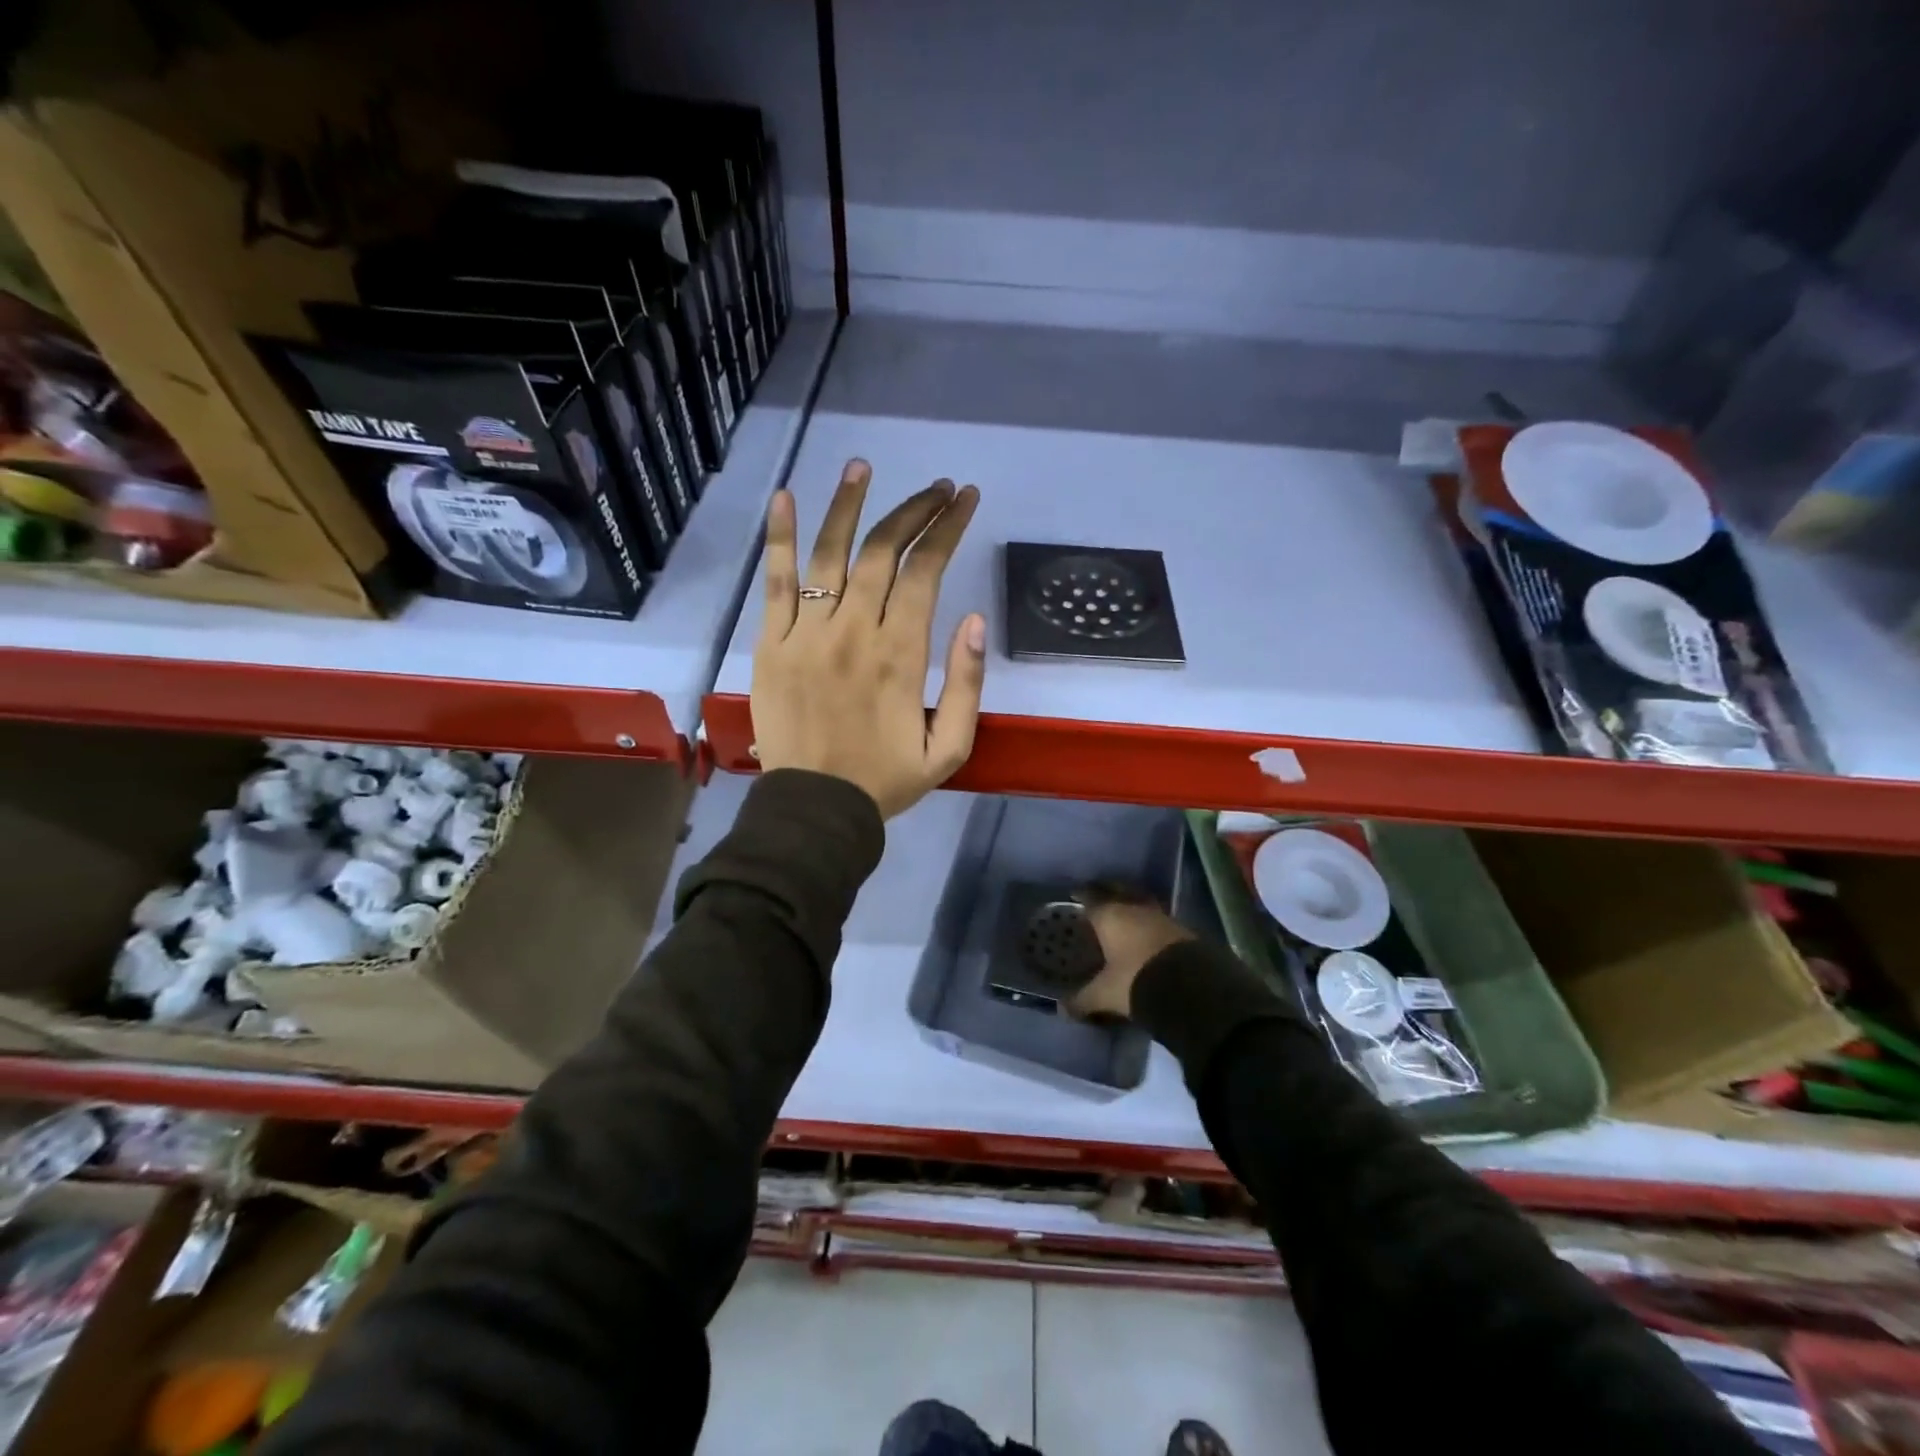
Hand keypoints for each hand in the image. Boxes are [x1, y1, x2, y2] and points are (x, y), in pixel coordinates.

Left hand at [752, 458, 984, 819]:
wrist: (815, 808)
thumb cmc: (886, 780)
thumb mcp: (950, 748)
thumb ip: (967, 684)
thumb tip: (974, 620)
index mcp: (901, 655)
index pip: (926, 572)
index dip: (947, 528)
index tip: (965, 499)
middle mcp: (854, 631)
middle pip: (883, 552)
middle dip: (914, 510)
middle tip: (937, 487)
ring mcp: (807, 633)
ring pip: (830, 554)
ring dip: (848, 505)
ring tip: (863, 467)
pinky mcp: (771, 643)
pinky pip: (775, 582)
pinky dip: (781, 539)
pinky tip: (786, 498)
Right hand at [1068, 890, 1192, 1019]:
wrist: (1191, 988)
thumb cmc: (1136, 981)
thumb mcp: (1105, 994)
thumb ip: (1083, 999)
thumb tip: (1063, 1009)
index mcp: (1110, 916)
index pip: (1090, 898)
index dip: (1081, 896)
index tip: (1074, 896)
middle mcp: (1135, 909)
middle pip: (1118, 892)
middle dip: (1108, 892)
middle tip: (1099, 899)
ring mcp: (1162, 917)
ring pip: (1141, 903)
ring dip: (1133, 907)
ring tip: (1125, 917)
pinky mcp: (1183, 931)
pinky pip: (1159, 920)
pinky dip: (1150, 925)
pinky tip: (1147, 936)